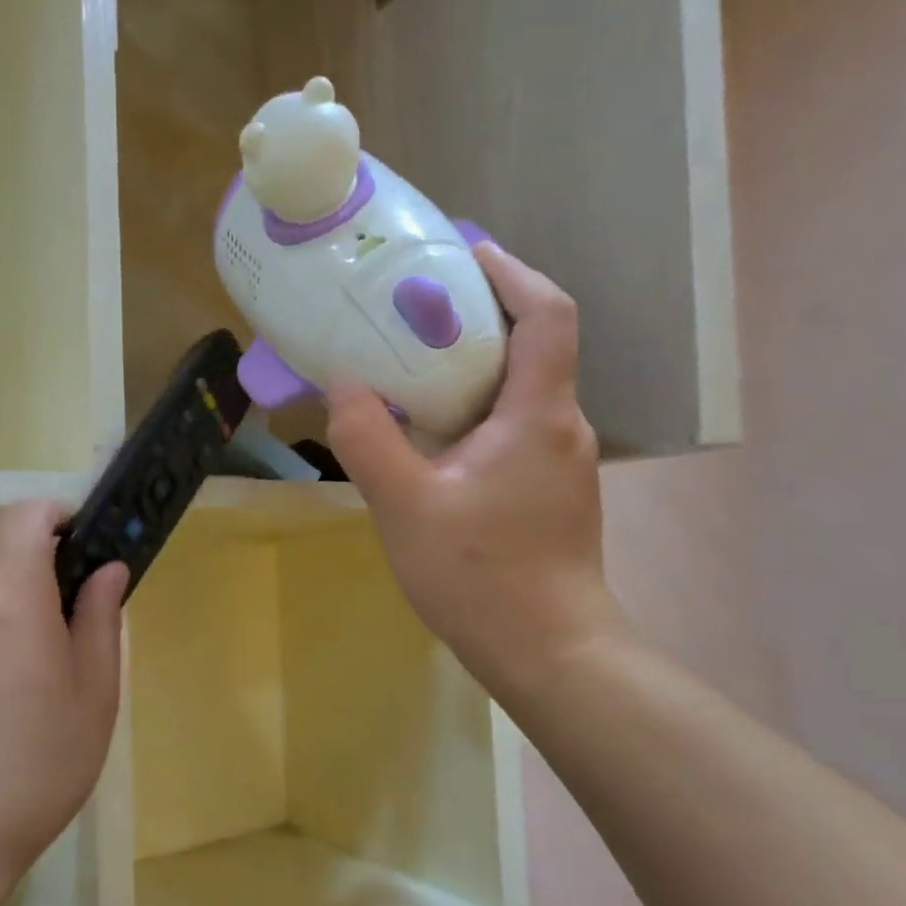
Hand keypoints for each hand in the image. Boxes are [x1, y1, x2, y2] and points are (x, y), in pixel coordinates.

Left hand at [0, 502, 126, 905]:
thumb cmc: (35, 765)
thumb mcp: (94, 694)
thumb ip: (101, 619)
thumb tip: (108, 570)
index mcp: (10, 597)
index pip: (24, 515)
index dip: (58, 515)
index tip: (87, 546)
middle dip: (40, 562)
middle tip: (74, 614)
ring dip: (11, 598)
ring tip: (36, 663)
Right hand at [326, 243, 628, 704]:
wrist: (549, 652)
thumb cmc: (482, 576)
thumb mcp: (406, 507)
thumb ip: (368, 440)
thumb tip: (344, 385)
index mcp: (538, 414)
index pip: (547, 313)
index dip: (509, 271)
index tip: (459, 253)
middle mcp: (561, 426)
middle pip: (531, 345)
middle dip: (474, 316)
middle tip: (409, 311)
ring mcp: (560, 461)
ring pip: (519, 390)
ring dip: (470, 368)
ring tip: (408, 369)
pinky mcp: (549, 491)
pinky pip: (513, 427)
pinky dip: (474, 410)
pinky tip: (430, 438)